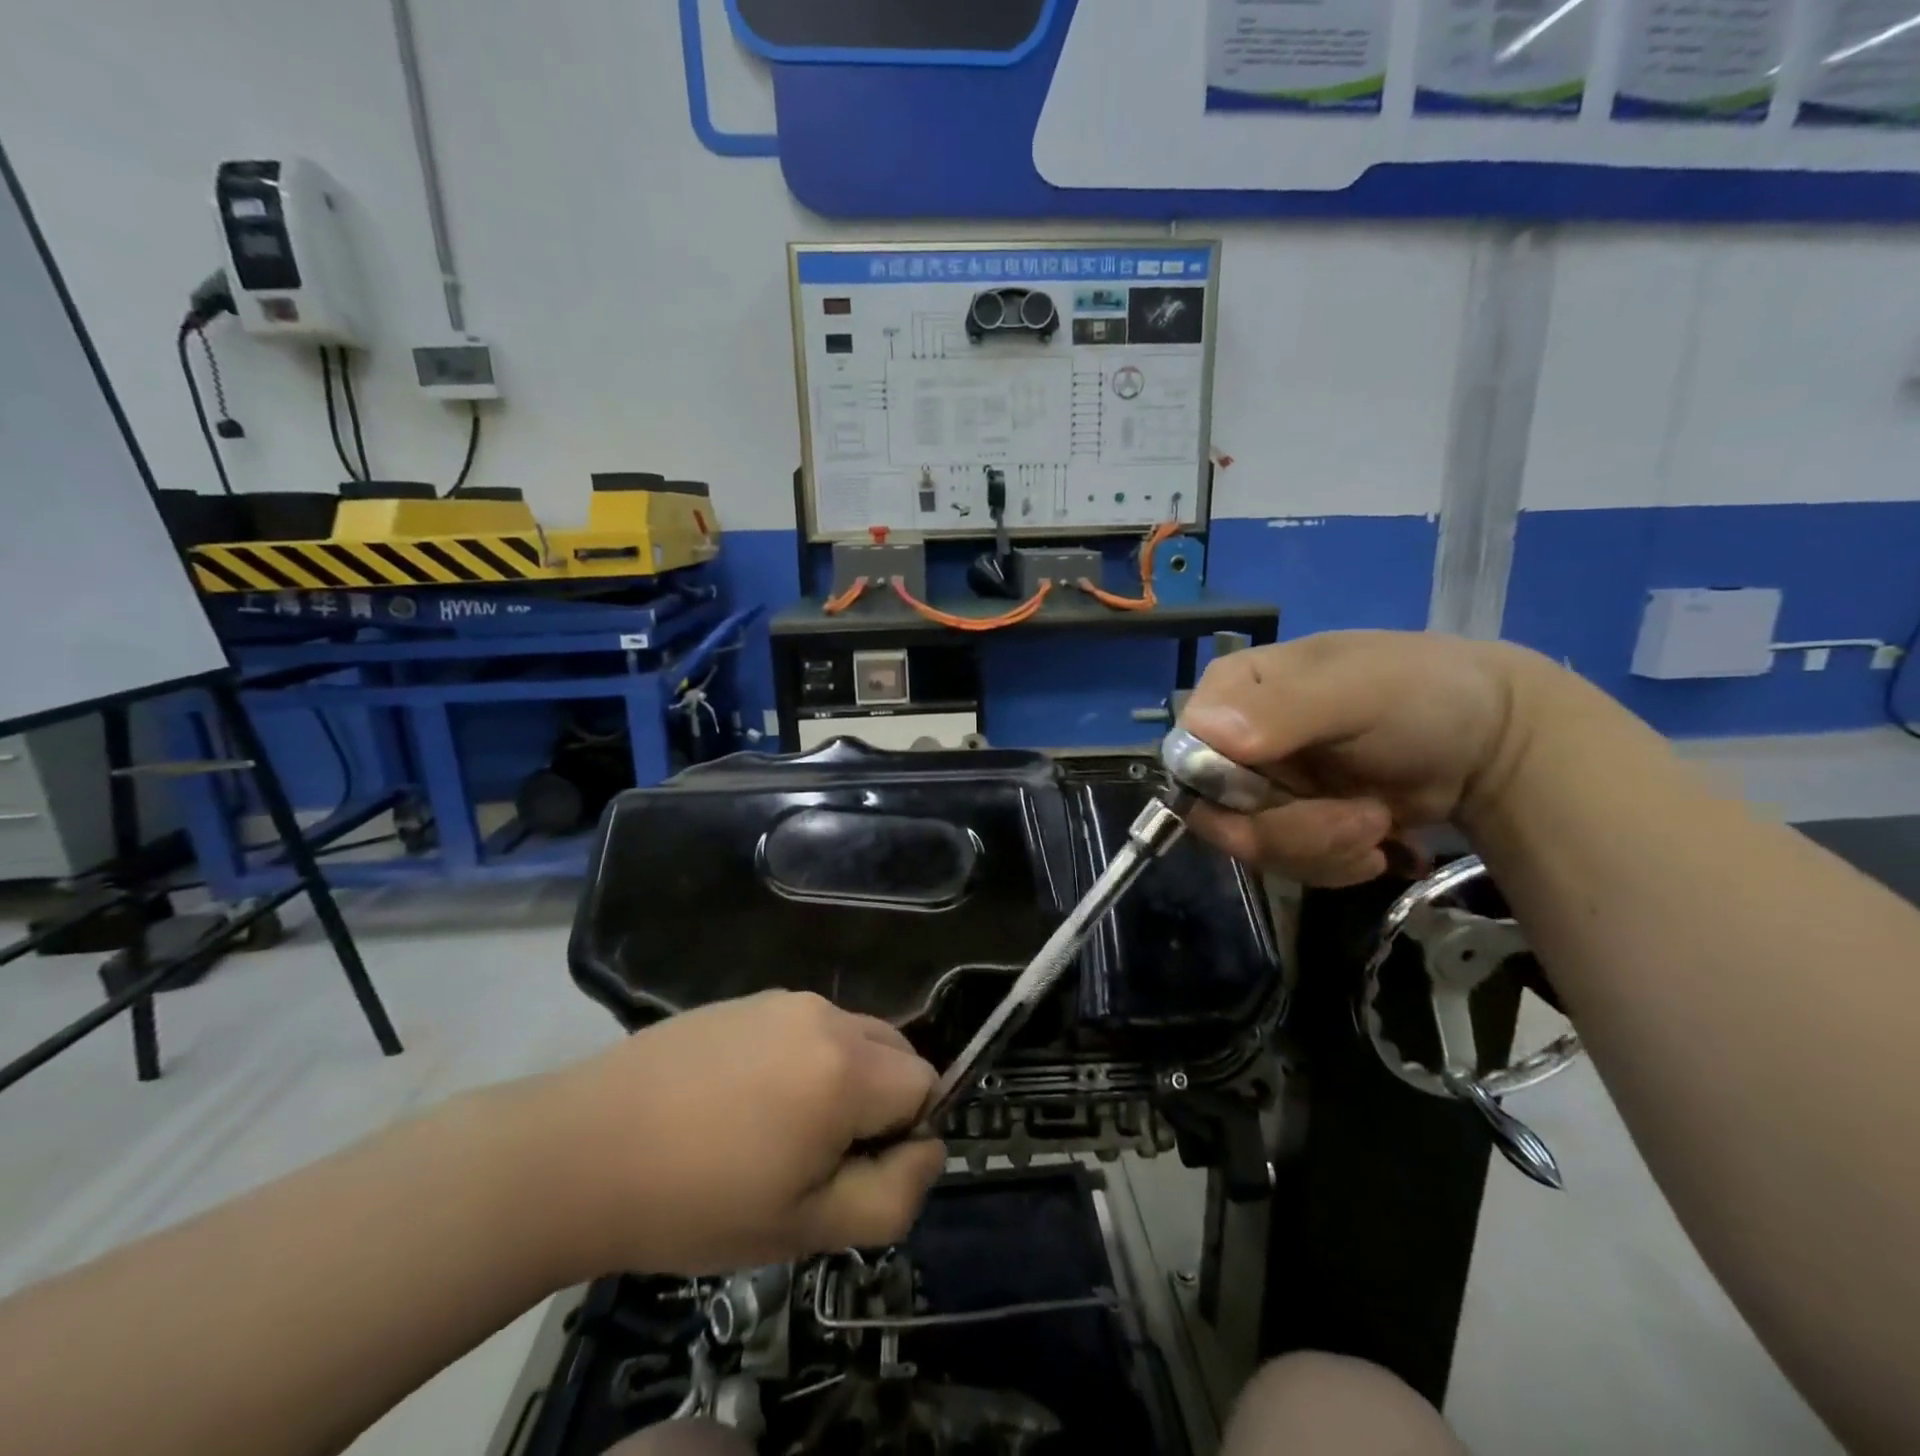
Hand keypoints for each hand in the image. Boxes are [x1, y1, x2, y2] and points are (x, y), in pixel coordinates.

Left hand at [534, 992, 945, 1275]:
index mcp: (846, 1067)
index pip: (927, 1084)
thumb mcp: (805, 1228)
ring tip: (776, 1132)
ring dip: (842, 1080)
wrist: (581, 1150)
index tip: (852, 1172)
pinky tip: (743, 1102)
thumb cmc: (697, 1201)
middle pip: (896, 1052)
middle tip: (818, 1157)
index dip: (906, 1135)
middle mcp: (824, 1015)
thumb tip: (928, 1149)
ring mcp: (782, 1000)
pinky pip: (806, 1027)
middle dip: (881, 1103)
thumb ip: (891, 1196)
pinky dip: (803, 1060)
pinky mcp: (746, 1000)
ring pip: (852, 1037)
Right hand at [1179, 631, 1539, 885]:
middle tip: (1360, 822)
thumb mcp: (1358, 693)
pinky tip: (1375, 844)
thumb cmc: (1424, 696)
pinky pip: (1282, 863)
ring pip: (1250, 846)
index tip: (1287, 795)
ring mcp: (1260, 786)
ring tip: (1378, 825)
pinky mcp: (1288, 822)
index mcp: (1230, 692)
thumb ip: (1284, 709)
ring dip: (1321, 849)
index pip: (1186, 755)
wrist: (1492, 744)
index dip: (1226, 790)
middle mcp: (1231, 740)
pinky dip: (1332, 864)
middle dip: (1290, 830)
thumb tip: (1208, 732)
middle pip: (1216, 812)